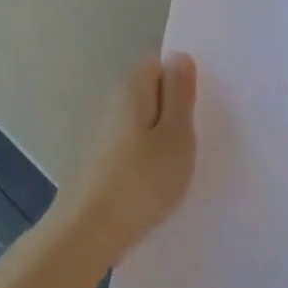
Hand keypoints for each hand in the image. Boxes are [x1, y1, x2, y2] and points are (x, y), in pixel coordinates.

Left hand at [57, 53, 198, 253]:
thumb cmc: (142, 179)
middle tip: (196, 138)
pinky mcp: (98, 163)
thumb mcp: (176, 134)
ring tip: (181, 165)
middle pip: (149, 94)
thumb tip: (178, 56)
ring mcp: (101, 135)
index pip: (158, 64)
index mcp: (131, 89)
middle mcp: (111, 104)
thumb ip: (180, 93)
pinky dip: (146, 159)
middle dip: (173, 111)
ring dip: (161, 138)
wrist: (88, 232)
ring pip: (141, 123)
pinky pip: (131, 148)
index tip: (199, 108)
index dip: (181, 81)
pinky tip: (157, 183)